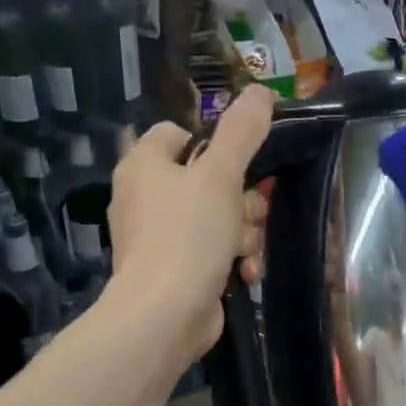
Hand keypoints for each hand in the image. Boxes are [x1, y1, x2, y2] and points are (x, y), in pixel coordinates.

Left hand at [107, 85, 274, 358]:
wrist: (164, 314)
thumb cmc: (188, 235)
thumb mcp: (221, 175)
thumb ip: (242, 132)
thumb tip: (260, 90)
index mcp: (144, 165)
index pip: (179, 134)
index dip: (214, 143)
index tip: (242, 161)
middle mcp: (146, 197)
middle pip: (208, 180)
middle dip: (242, 200)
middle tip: (250, 214)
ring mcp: (159, 237)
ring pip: (218, 219)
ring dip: (243, 233)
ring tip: (244, 251)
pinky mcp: (175, 271)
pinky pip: (212, 252)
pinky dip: (231, 260)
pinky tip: (245, 273)